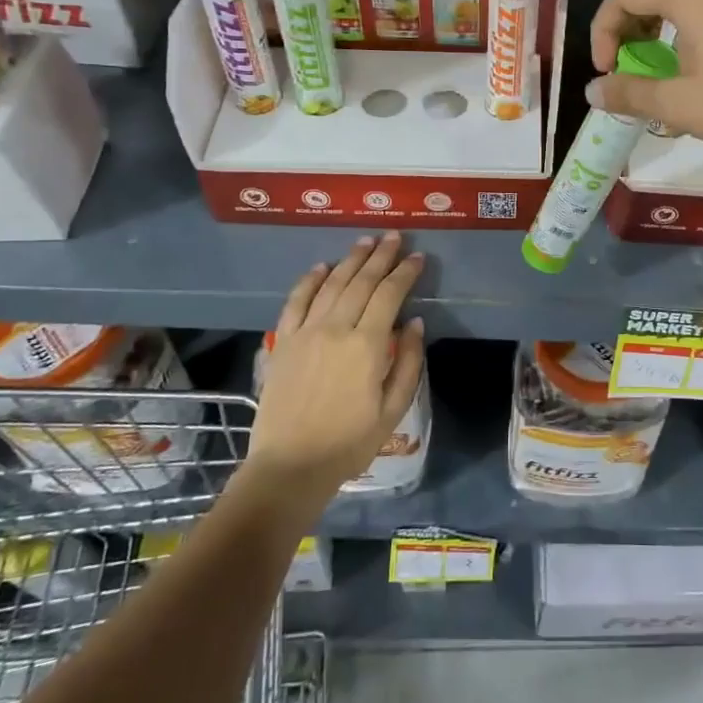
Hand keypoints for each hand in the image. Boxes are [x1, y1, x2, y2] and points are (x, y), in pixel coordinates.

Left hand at [241, 232, 426, 498]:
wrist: (291, 466)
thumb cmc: (349, 442)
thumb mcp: (392, 408)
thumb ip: (408, 363)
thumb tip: (415, 323)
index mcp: (366, 345)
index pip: (389, 295)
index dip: (405, 272)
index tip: (418, 257)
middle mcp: (335, 329)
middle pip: (361, 282)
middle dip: (381, 256)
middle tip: (394, 237)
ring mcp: (305, 332)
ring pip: (331, 285)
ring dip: (350, 260)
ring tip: (365, 242)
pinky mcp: (284, 342)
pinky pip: (296, 302)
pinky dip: (310, 281)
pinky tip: (322, 267)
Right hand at [587, 0, 702, 163]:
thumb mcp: (677, 104)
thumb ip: (629, 93)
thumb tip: (593, 90)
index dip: (602, 30)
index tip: (606, 71)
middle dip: (626, 26)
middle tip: (624, 65)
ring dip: (654, 28)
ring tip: (653, 67)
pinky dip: (684, 31)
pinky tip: (691, 67)